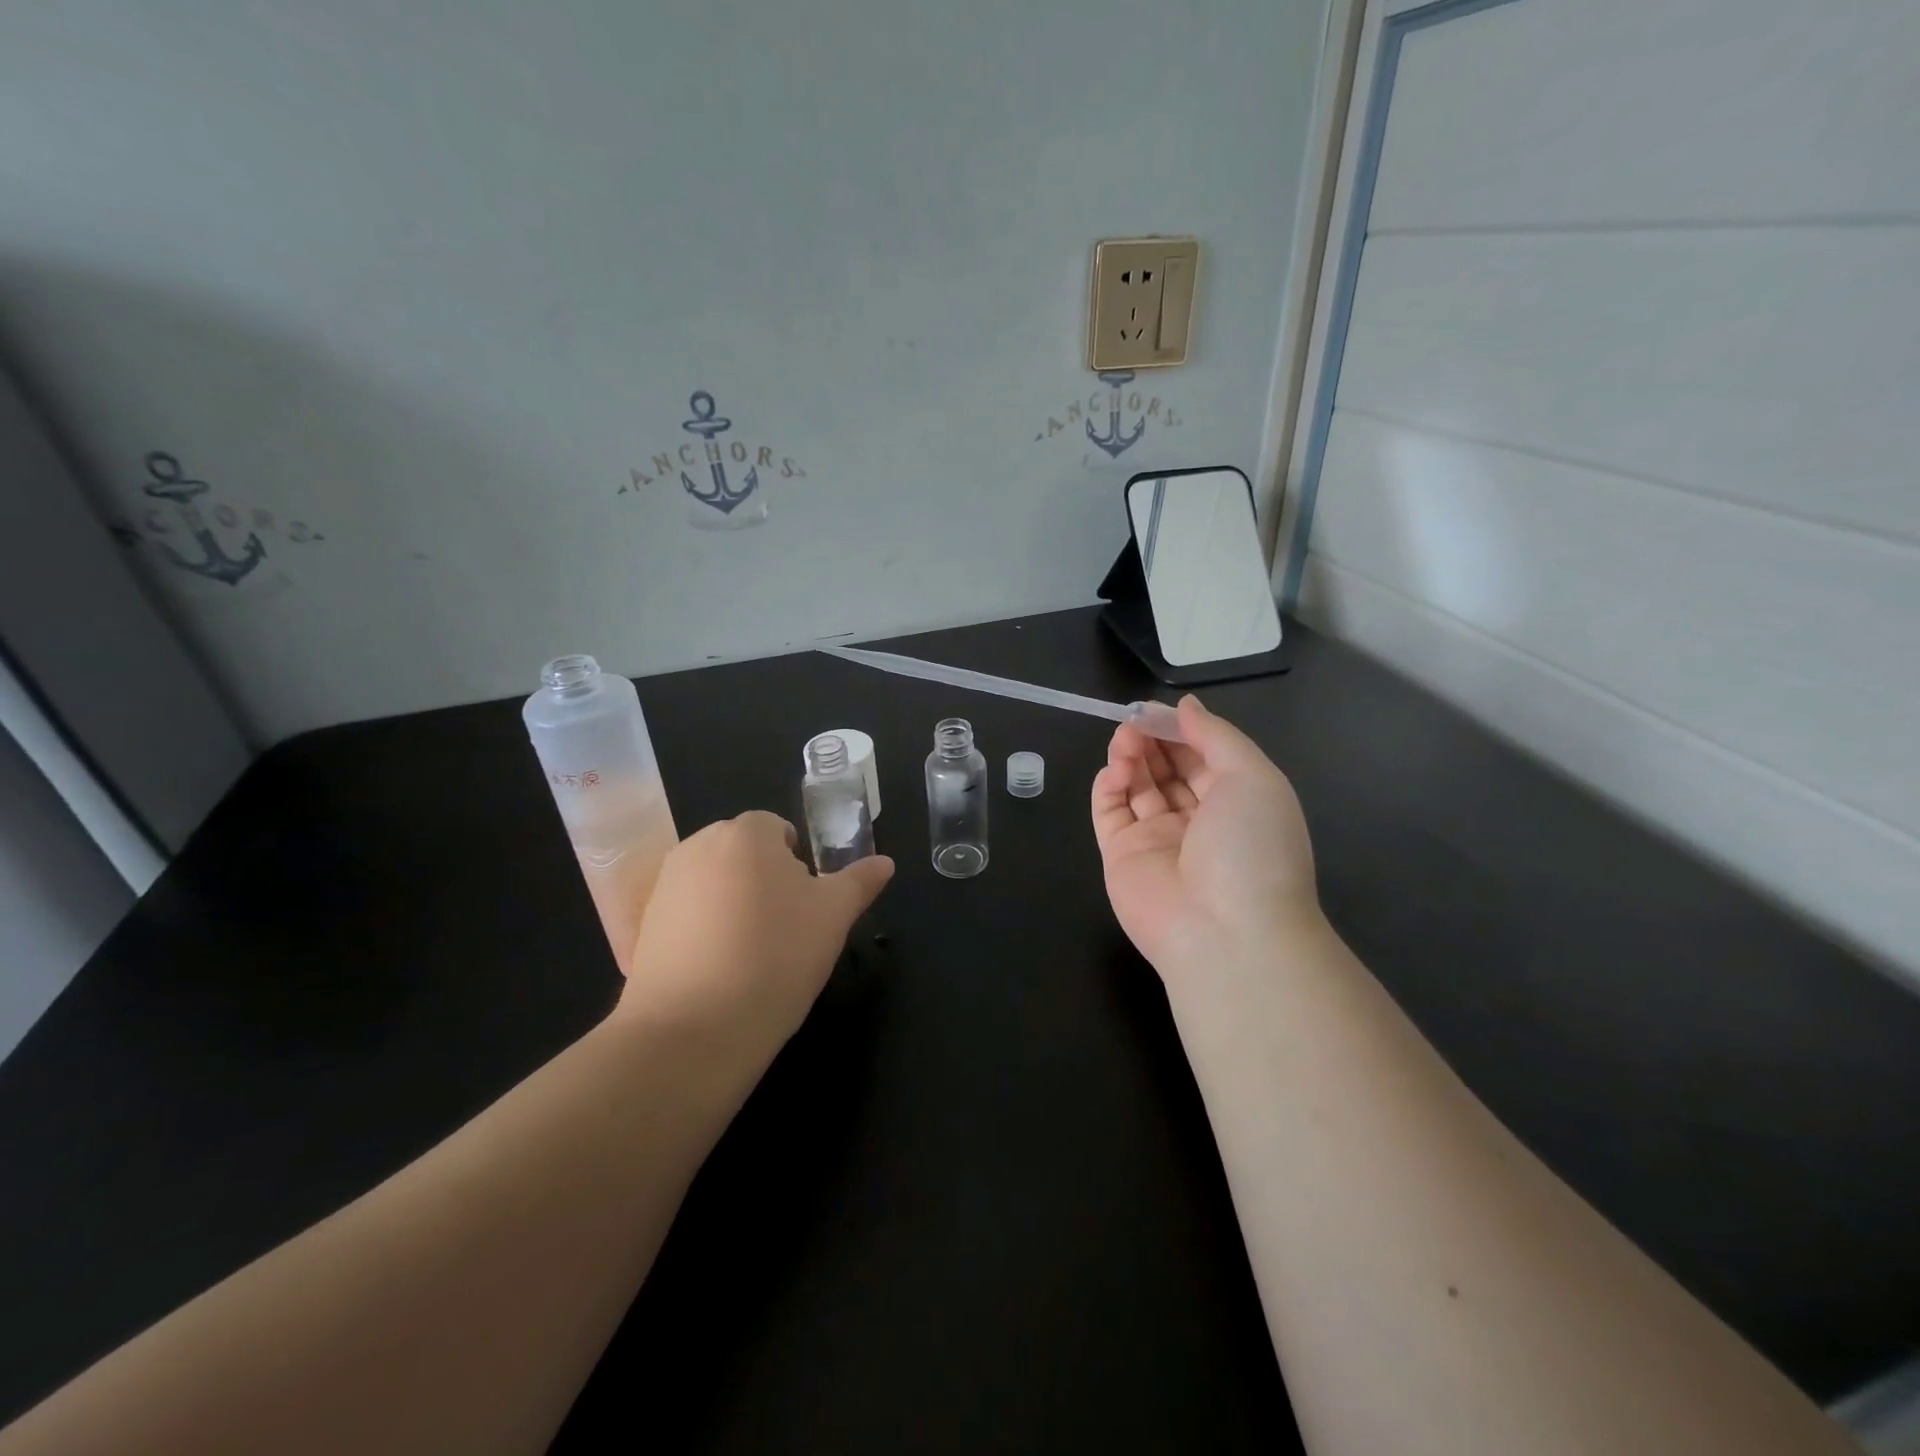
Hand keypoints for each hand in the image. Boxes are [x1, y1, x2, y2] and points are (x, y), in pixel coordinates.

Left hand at [618, 811, 893, 1063]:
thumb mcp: (834, 917)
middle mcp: (698, 845)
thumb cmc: (776, 955)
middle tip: (786, 929)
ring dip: (736, 904)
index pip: (780, 830)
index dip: (800, 866)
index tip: (807, 907)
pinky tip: (719, 971)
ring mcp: (665, 884)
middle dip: (767, 881)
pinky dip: (706, 930)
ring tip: (753, 954)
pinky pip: (689, 914)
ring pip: (717, 883)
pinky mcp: (645, 925)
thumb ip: (860, 882)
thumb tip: (884, 863)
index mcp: (746, 832)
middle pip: (745, 853)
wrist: (693, 1029)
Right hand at [1091, 696, 1320, 978]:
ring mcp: (1157, 840)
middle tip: (1134, 719)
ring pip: (1137, 786)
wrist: (1226, 932)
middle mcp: (1197, 821)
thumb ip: (1216, 736)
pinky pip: (1110, 813)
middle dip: (1152, 739)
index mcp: (1236, 803)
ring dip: (1130, 756)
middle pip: (1167, 769)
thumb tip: (1186, 706)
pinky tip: (1113, 769)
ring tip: (1124, 737)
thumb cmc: (1251, 846)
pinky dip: (1107, 786)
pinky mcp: (1122, 856)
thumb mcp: (1253, 777)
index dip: (1181, 729)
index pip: (1203, 757)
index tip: (1158, 708)